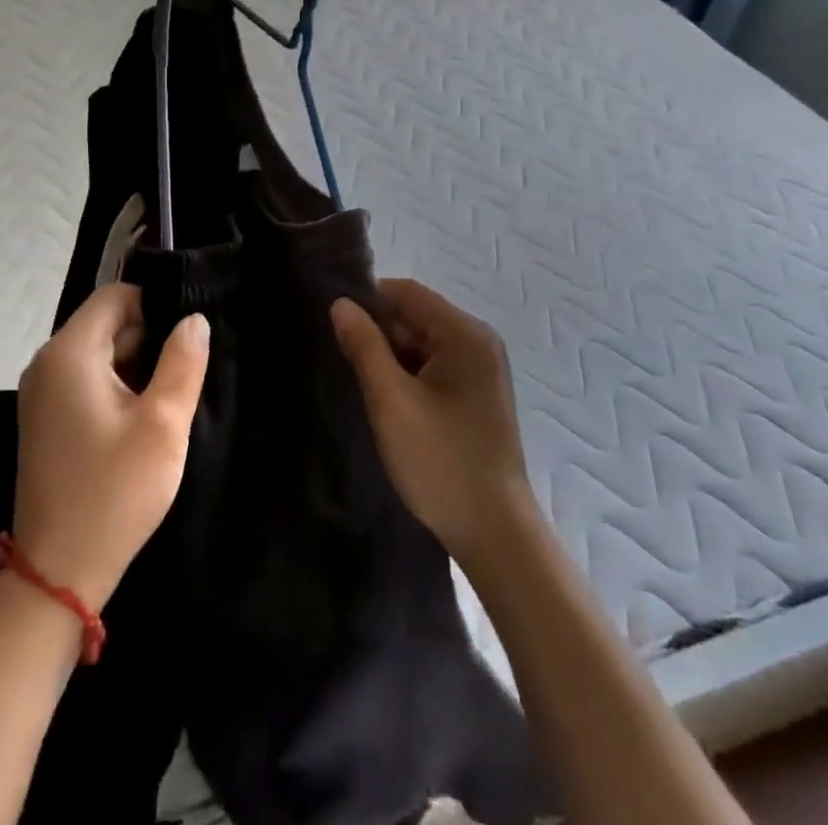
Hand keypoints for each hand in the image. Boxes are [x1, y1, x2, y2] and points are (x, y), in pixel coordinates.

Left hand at [14, 284, 209, 610]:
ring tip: (167, 402)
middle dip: (148, 341)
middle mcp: (47, 363)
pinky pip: (86, 380)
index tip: (186, 340)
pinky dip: (116, 389)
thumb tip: (194, 319)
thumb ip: (183, 362)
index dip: (155, 307)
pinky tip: (140, 422)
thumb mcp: (162, 425)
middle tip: (183, 377)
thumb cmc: (114, 493)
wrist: (58, 574)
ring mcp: (42, 392)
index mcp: (69, 352)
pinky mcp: (45, 419)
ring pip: (99, 353)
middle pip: (106, 323)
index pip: (115, 296)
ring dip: (135, 367)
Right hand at [332, 279, 536, 564]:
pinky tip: (385, 400)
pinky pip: (431, 367)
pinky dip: (405, 376)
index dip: (368, 301)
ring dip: (389, 358)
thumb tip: (340, 304)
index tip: (333, 324)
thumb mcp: (391, 401)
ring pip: (420, 343)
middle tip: (341, 359)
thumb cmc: (441, 462)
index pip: (407, 292)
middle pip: (415, 316)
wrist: (495, 536)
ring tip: (356, 381)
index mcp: (465, 335)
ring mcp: (479, 370)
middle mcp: (477, 343)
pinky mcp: (474, 396)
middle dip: (378, 333)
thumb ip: (364, 346)